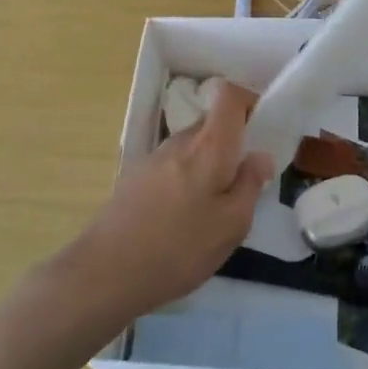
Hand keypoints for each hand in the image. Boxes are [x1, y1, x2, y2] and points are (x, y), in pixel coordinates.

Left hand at [68, 79, 273, 319]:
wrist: (104, 273)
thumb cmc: (179, 248)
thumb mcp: (232, 225)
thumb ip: (250, 185)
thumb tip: (260, 155)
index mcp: (209, 145)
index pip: (230, 95)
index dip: (249, 101)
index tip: (262, 129)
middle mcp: (179, 141)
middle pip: (212, 123)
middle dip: (233, 144)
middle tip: (244, 184)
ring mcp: (153, 159)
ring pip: (192, 148)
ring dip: (208, 166)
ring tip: (213, 210)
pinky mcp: (135, 179)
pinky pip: (173, 167)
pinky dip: (186, 182)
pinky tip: (182, 221)